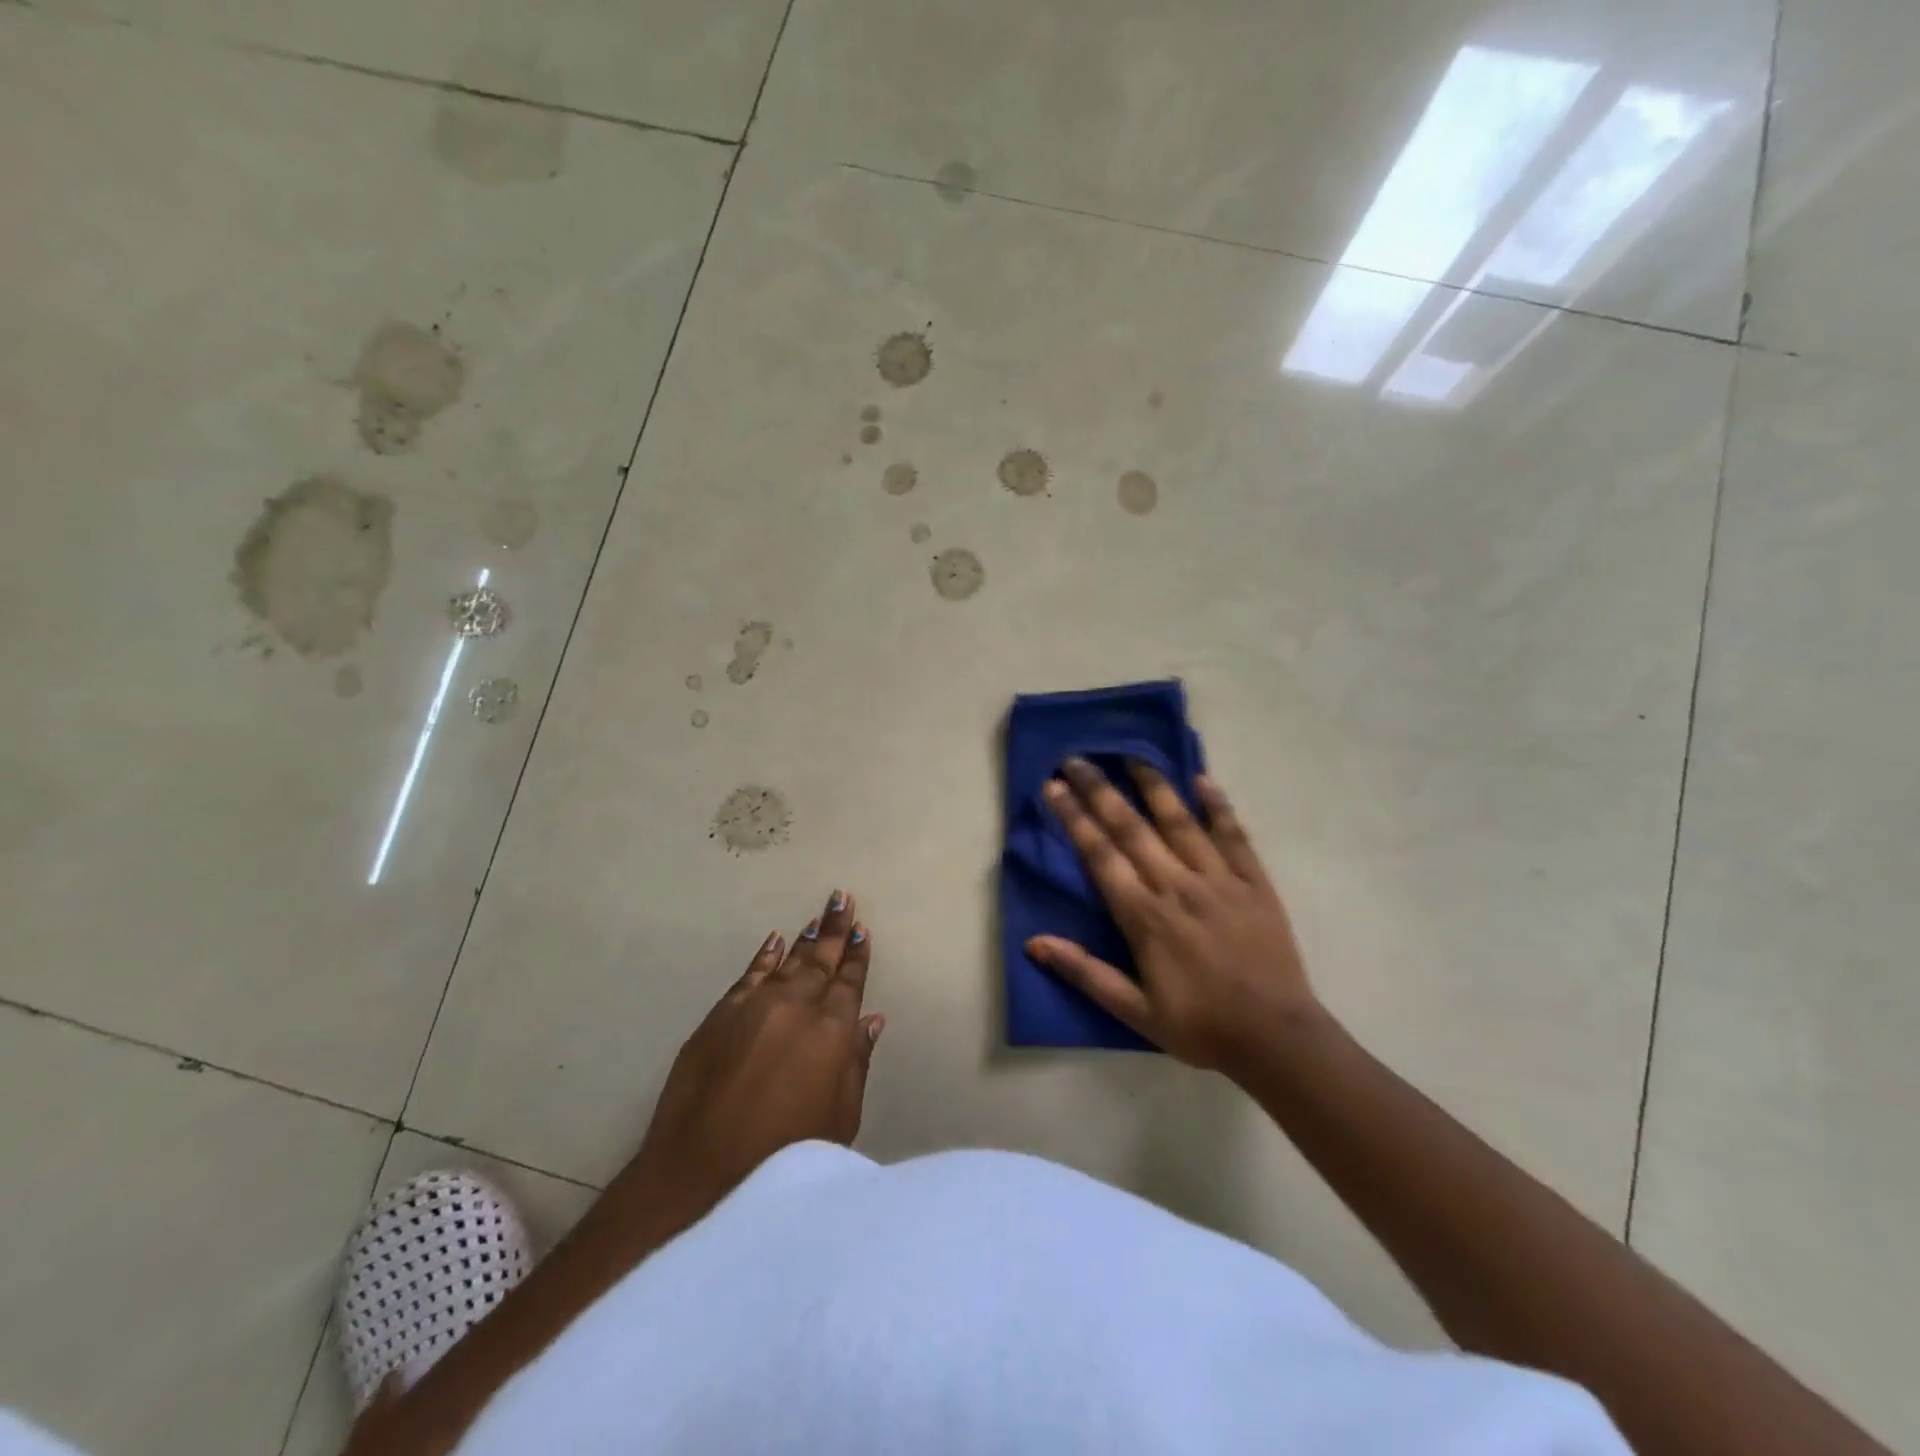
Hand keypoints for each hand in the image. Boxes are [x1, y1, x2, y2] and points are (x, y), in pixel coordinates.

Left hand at [632, 890, 883, 1205]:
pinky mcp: (722, 1013)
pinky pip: (750, 973)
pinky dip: (764, 955)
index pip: (850, 982)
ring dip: (806, 938)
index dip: (858, 956)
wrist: (701, 1169)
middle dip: (836, 930)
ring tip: (819, 915)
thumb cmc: (785, 1153)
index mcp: (832, 1031)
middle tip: (843, 899)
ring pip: (788, 961)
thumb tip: (872, 1020)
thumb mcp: (839, 1117)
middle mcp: (797, 1006)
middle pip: (821, 961)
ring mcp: (756, 1005)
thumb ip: (857, 1062)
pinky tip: (775, 940)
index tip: (863, 930)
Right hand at [1028, 759, 1319, 1071]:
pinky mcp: (1255, 882)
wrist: (1278, 1039)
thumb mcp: (1135, 1013)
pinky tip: (1204, 779)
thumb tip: (1034, 943)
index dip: (1074, 818)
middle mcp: (1178, 885)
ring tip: (1131, 755)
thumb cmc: (1201, 1026)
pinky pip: (1234, 835)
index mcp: (1145, 916)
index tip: (1053, 786)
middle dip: (1100, 790)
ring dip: (1153, 785)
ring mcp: (1220, 879)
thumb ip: (1085, 973)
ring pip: (1180, 820)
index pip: (1100, 855)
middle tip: (1076, 759)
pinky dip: (1219, 805)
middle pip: (1131, 827)